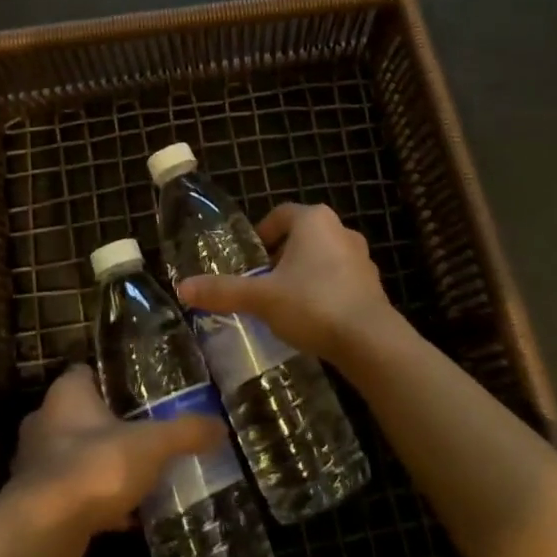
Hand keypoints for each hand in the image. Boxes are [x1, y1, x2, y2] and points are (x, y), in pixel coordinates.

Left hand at [8, 365, 223, 556]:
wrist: (44, 533)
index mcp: (66, 393)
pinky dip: (94, 501)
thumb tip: (221, 426)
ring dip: (99, 465)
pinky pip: (72, 494)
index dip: (110, 378)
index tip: (137, 391)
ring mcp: (35, 465)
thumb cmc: (95, 467)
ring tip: (137, 475)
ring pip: (74, 456)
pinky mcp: (35, 505)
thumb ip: (185, 432)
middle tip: (143, 433)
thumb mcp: (151, 445)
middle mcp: (45, 421)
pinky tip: (124, 517)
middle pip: (80, 414)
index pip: (86, 372)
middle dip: (107, 425)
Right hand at [177, 202, 399, 365]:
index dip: (262, 234)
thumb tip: (183, 288)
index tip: (250, 260)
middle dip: (281, 257)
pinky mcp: (373, 284)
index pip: (280, 215)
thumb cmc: (312, 304)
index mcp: (313, 220)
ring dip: (304, 273)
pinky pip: (340, 279)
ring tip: (285, 302)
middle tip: (262, 282)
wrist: (370, 341)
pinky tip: (313, 318)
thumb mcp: (261, 298)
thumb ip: (223, 291)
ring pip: (323, 257)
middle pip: (302, 236)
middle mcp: (340, 230)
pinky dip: (324, 290)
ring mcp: (361, 257)